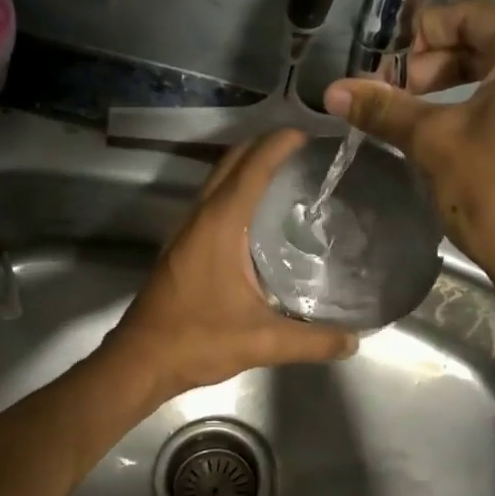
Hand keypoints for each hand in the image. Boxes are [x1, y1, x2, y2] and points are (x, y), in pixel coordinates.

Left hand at [103, 130, 357, 401]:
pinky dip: (234, 191)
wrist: (140, 360)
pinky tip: (256, 217)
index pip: (253, 167)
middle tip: (304, 151)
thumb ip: (312, 341)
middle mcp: (199, 217)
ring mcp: (184, 231)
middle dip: (264, 146)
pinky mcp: (179, 247)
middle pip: (231, 163)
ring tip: (285, 174)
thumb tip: (354, 340)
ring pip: (216, 181)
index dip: (280, 144)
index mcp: (220, 225)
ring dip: (246, 167)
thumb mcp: (262, 342)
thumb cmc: (197, 341)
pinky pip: (210, 202)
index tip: (310, 135)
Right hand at [323, 0, 494, 338]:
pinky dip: (487, 108)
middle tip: (392, 99)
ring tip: (416, 119)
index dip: (414, 39)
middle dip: (432, 68)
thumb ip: (384, 108)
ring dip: (456, 89)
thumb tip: (331, 90)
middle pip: (488, 42)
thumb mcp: (434, 143)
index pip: (468, 14)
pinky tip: (458, 136)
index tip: (378, 72)